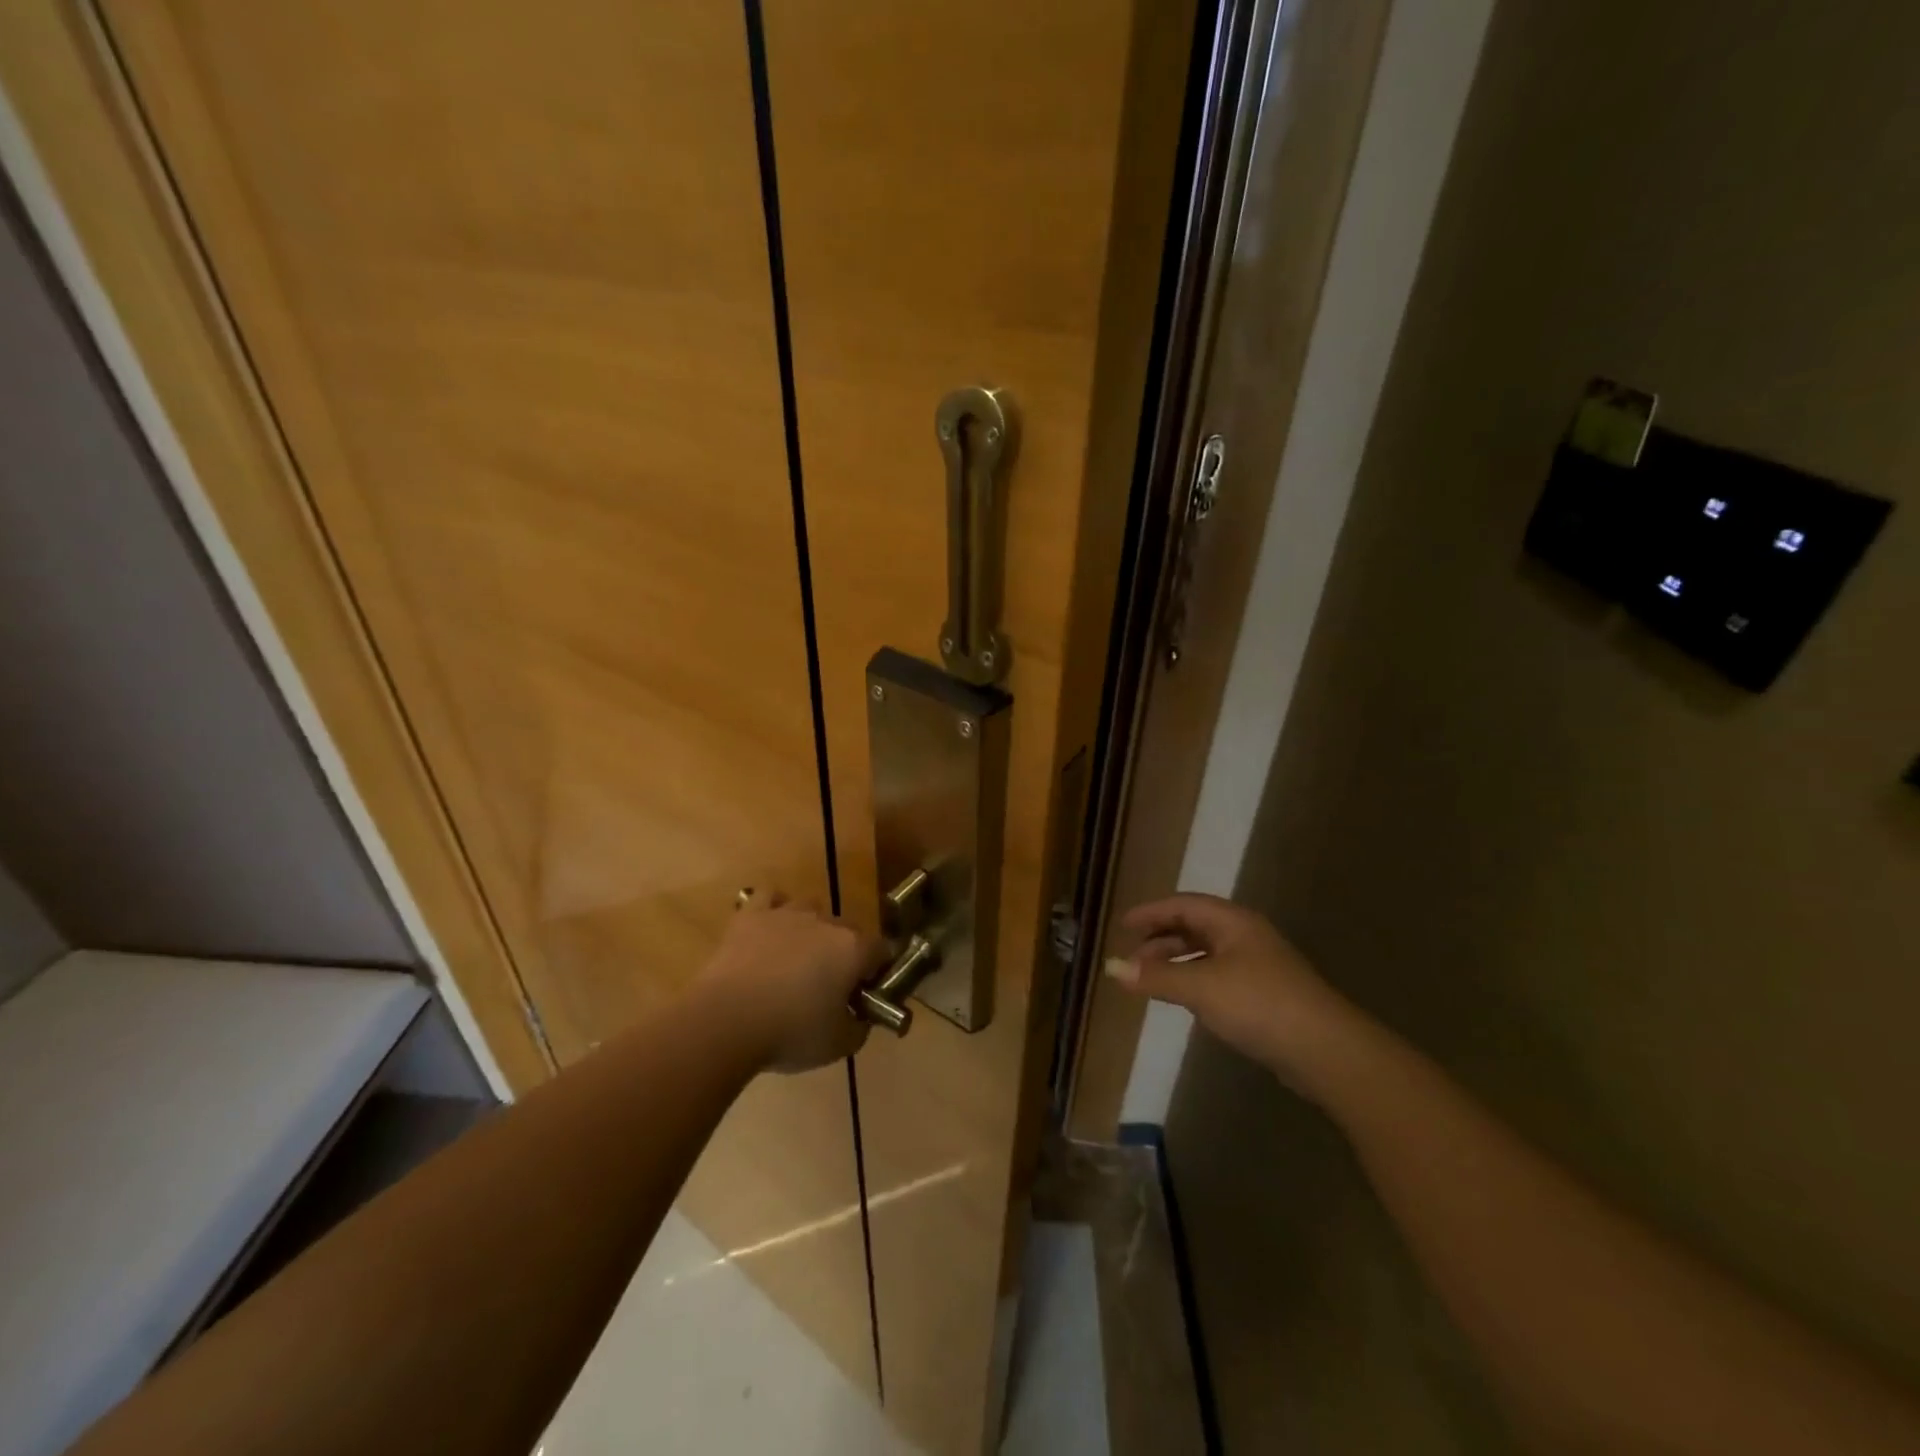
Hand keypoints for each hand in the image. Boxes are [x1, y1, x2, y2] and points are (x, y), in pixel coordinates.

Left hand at [699, 892, 883, 1072]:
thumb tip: (861, 1018)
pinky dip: (773, 909)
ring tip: (796, 958)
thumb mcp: (839, 1045)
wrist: (726, 1020)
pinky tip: (770, 928)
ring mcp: (787, 913)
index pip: (882, 950)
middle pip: (847, 930)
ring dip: (810, 929)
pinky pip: (769, 898)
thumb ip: (859, 1028)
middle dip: (843, 953)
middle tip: (828, 986)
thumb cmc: (790, 1032)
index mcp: (853, 949)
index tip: (864, 995)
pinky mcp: (752, 915)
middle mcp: (826, 922)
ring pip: (811, 908)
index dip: (876, 972)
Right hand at [1108, 893, 1362, 1092]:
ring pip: (1206, 953)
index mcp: (1232, 922)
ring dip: (1176, 962)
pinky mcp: (1265, 994)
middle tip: (1132, 959)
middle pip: (1194, 927)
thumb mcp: (1200, 987)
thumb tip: (1113, 967)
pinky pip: (1218, 976)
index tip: (1123, 925)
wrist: (1325, 1050)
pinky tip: (1185, 999)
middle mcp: (1245, 936)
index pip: (1183, 905)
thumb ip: (1156, 976)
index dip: (1151, 913)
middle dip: (1161, 940)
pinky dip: (1194, 980)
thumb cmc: (1258, 1004)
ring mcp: (1258, 965)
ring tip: (1150, 980)